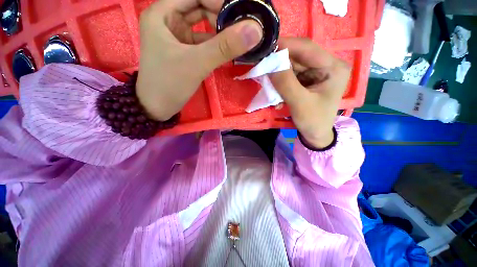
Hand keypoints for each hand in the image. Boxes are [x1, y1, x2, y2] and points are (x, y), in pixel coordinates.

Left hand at [136, 0, 262, 120]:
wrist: (157, 108)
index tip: (240, 15)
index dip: (217, 1)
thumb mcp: (197, 63)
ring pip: (202, 26)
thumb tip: (255, 30)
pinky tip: (227, 51)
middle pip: (199, 8)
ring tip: (237, 39)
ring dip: (220, 32)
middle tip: (241, 27)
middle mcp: (168, 20)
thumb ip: (225, 47)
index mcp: (162, 13)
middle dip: (220, 16)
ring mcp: (176, 37)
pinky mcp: (183, 51)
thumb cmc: (170, 83)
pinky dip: (215, 45)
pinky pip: (202, 42)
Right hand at [269, 38, 350, 148]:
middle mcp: (326, 65)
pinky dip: (280, 81)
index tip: (265, 47)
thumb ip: (285, 83)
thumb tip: (269, 63)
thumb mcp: (300, 104)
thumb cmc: (313, 121)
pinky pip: (290, 75)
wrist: (315, 135)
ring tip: (266, 80)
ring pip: (292, 66)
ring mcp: (315, 72)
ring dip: (278, 73)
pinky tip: (275, 91)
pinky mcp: (307, 80)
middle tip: (261, 64)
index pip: (307, 48)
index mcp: (333, 67)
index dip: (285, 45)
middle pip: (298, 56)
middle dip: (279, 61)